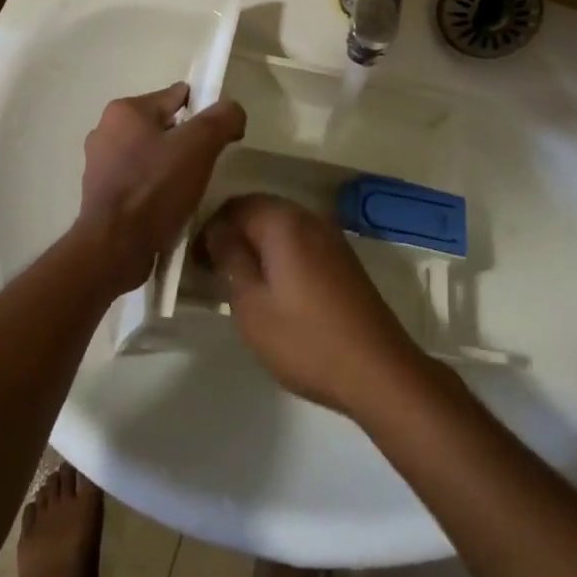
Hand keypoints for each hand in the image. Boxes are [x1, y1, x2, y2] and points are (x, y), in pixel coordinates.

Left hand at [73, 83, 246, 299]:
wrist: (114, 248)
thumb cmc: (155, 188)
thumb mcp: (200, 145)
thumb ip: (222, 118)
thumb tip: (233, 112)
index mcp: (125, 109)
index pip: (176, 97)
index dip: (204, 113)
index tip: (219, 138)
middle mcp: (106, 129)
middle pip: (163, 126)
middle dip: (186, 142)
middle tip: (205, 167)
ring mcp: (99, 164)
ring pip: (150, 155)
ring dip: (170, 167)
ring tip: (188, 191)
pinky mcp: (100, 194)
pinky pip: (138, 181)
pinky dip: (154, 189)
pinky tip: (168, 207)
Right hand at [201, 194, 427, 415]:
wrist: (379, 370)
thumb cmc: (306, 340)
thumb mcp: (252, 305)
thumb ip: (230, 258)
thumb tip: (217, 229)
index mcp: (283, 221)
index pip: (234, 206)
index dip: (210, 230)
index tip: (197, 264)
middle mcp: (309, 217)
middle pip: (259, 211)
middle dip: (233, 235)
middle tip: (214, 273)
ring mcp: (331, 236)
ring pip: (281, 227)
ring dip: (257, 246)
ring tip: (241, 284)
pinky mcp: (343, 258)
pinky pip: (301, 242)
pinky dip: (280, 255)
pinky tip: (275, 289)